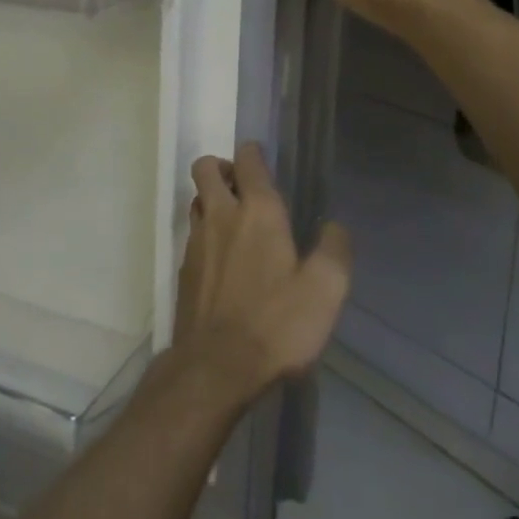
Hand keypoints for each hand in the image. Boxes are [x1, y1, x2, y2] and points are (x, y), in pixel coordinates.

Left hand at [173, 143, 351, 409]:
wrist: (217, 366)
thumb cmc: (277, 323)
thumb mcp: (325, 290)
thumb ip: (334, 250)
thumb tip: (334, 226)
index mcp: (258, 211)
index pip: (248, 159)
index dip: (253, 152)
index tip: (262, 159)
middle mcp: (221, 215)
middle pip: (206, 168)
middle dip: (222, 166)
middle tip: (242, 185)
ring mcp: (196, 241)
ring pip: (196, 199)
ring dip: (211, 198)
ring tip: (234, 220)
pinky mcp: (184, 269)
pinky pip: (192, 234)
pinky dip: (205, 233)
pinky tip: (222, 259)